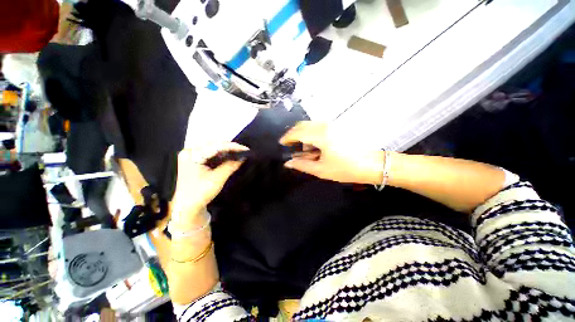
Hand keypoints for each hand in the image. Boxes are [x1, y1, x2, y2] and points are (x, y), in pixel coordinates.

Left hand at [171, 142, 247, 224]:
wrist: (187, 207)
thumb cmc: (200, 193)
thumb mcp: (217, 178)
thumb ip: (231, 165)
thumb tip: (244, 157)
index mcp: (191, 154)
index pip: (216, 146)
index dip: (232, 146)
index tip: (246, 149)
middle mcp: (190, 151)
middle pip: (214, 145)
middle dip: (230, 148)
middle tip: (244, 151)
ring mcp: (191, 155)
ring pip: (213, 149)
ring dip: (227, 151)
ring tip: (239, 153)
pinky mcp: (195, 160)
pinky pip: (211, 154)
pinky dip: (221, 155)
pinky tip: (230, 156)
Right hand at [280, 122, 383, 184]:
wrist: (371, 164)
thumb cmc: (346, 169)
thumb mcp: (321, 170)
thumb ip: (302, 165)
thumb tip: (288, 163)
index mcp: (321, 135)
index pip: (297, 132)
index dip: (287, 137)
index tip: (282, 143)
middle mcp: (326, 126)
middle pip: (303, 125)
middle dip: (294, 134)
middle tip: (291, 146)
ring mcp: (333, 124)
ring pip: (311, 125)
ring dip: (304, 135)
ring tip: (306, 150)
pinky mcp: (338, 126)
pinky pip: (319, 126)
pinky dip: (312, 134)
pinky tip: (316, 146)